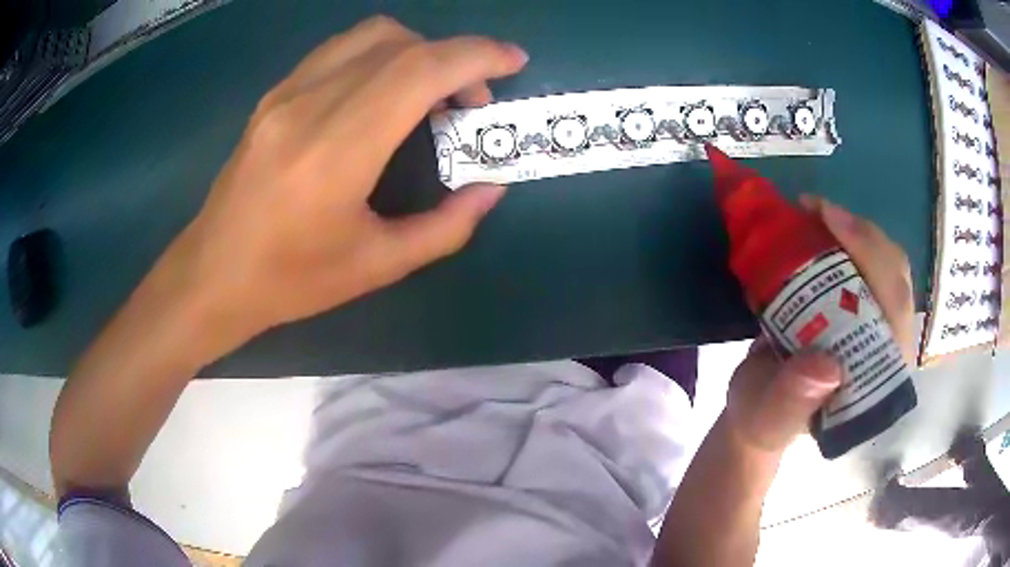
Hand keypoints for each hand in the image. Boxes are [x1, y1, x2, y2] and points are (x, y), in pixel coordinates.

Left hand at [167, 16, 527, 349]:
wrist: (213, 274)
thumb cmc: (291, 281)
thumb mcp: (377, 268)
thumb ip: (446, 227)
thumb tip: (490, 188)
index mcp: (337, 150)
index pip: (419, 70)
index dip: (476, 56)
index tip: (513, 61)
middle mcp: (309, 104)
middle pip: (400, 44)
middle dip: (455, 57)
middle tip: (471, 101)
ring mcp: (286, 93)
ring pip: (369, 36)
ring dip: (417, 50)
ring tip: (430, 93)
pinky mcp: (274, 94)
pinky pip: (340, 50)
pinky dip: (381, 55)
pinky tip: (384, 92)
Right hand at [723, 197, 914, 453]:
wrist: (758, 411)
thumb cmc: (764, 420)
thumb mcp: (770, 417)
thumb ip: (793, 401)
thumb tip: (828, 366)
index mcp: (877, 377)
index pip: (895, 308)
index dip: (872, 257)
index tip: (829, 219)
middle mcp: (887, 346)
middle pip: (894, 275)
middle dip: (862, 235)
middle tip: (815, 210)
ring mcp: (876, 325)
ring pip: (884, 263)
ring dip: (853, 231)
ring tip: (814, 213)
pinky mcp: (861, 310)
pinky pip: (866, 264)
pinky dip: (844, 237)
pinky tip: (818, 225)